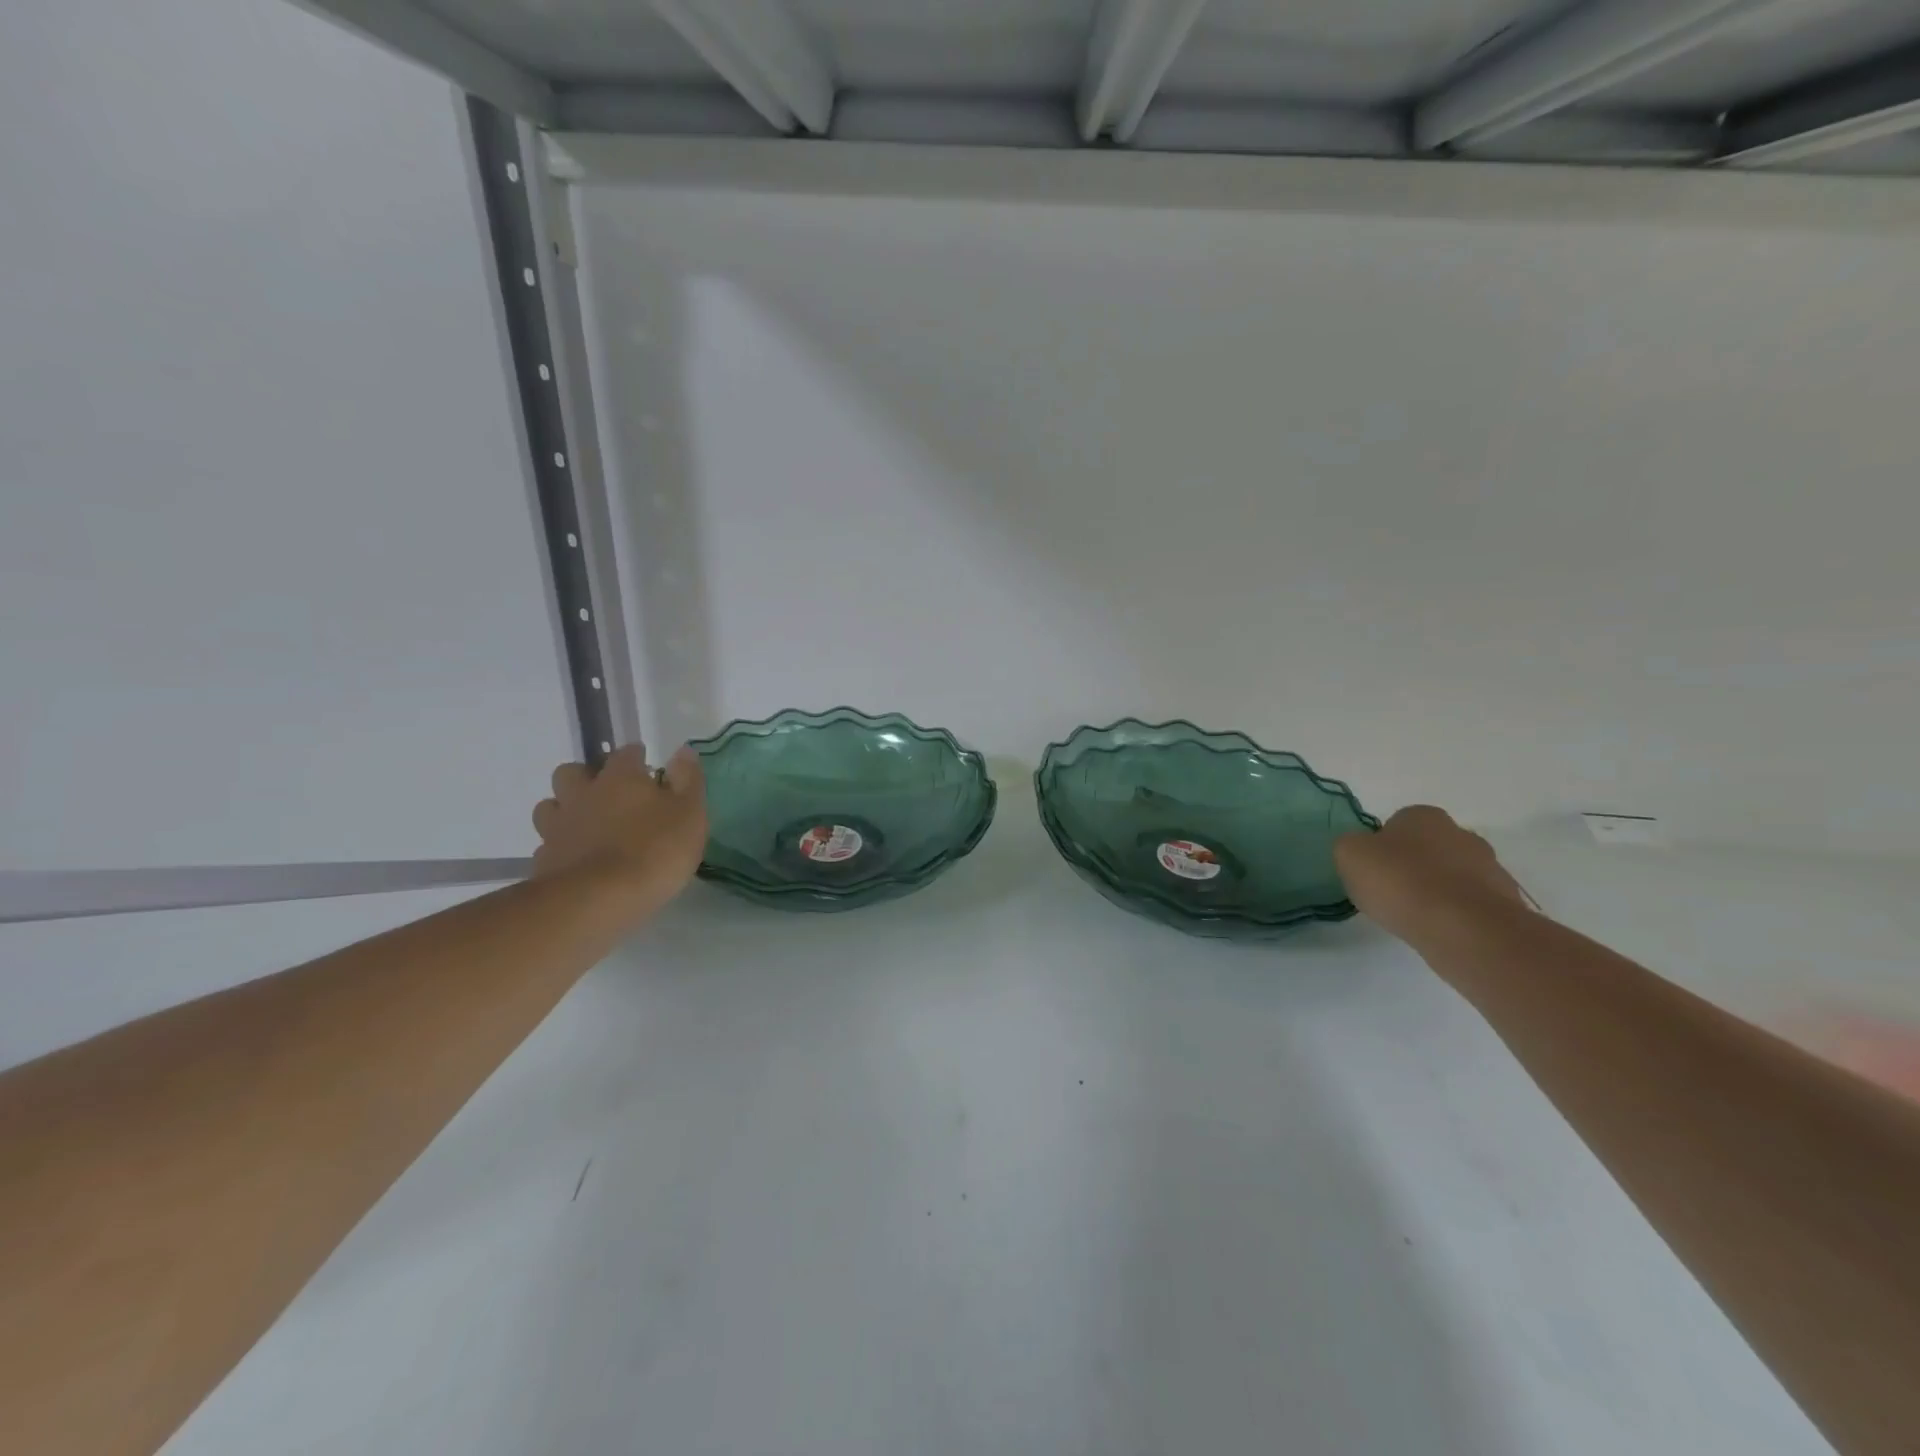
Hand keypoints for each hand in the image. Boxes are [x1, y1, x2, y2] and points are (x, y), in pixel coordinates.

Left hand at [531, 742, 707, 906]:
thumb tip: (683, 750)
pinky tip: (577, 860)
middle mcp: (583, 794)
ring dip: (566, 809)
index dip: (637, 758)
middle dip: (587, 777)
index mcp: (620, 778)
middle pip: (572, 772)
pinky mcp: (544, 860)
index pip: (626, 753)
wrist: (598, 901)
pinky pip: (548, 844)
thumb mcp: (689, 814)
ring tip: (587, 826)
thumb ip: (687, 780)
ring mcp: (558, 827)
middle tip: (610, 795)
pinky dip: (561, 846)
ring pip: (550, 806)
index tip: (648, 768)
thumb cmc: (654, 851)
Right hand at [1334, 805, 1526, 942]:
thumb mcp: (1349, 855)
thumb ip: (1350, 846)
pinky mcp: (1505, 901)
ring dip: (1436, 891)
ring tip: (1415, 916)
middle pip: (1428, 848)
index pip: (1396, 824)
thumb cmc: (1400, 881)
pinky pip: (1470, 903)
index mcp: (1423, 815)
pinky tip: (1439, 930)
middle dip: (1412, 866)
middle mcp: (1460, 833)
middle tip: (1391, 893)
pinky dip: (1455, 914)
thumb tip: (1361, 851)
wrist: (1463, 928)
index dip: (1381, 848)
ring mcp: (1489, 867)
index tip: (1372, 872)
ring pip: (1452, 876)